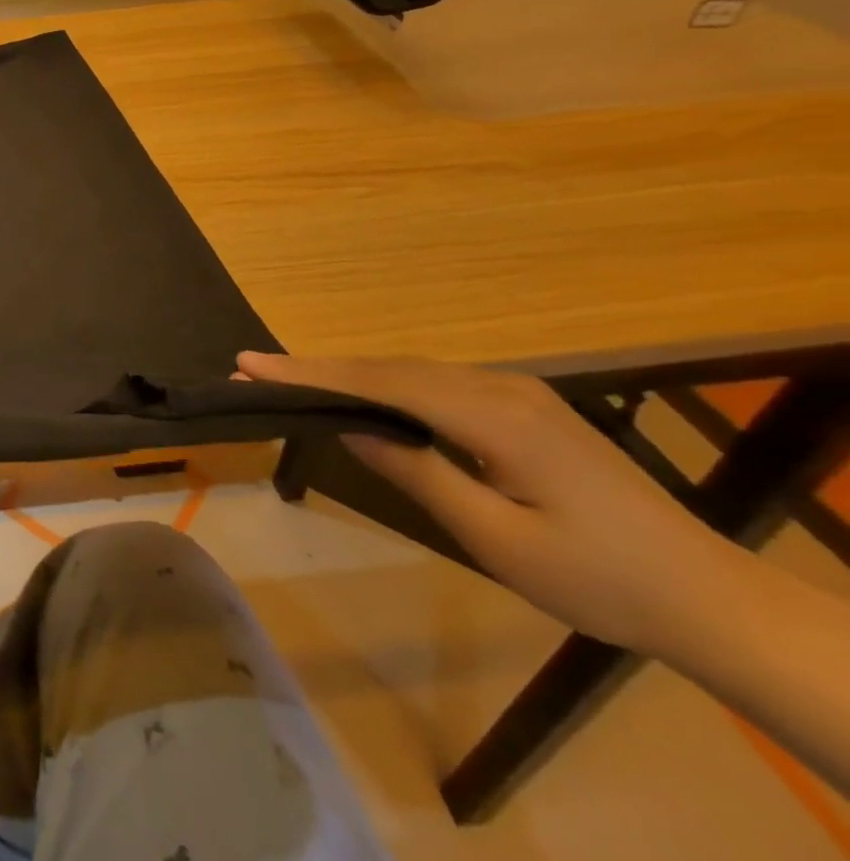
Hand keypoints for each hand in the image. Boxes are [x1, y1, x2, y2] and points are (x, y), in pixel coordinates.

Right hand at [237, 352, 744, 654]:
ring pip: (412, 371)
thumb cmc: (600, 580)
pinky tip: (366, 398)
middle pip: (391, 367)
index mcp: (494, 416)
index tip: (249, 362)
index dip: (311, 371)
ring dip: (351, 374)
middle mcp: (500, 387)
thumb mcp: (498, 538)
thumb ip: (419, 474)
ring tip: (294, 380)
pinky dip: (387, 385)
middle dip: (320, 367)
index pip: (381, 381)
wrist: (711, 597)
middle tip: (255, 369)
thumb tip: (349, 429)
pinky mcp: (523, 406)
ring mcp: (515, 392)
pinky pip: (436, 383)